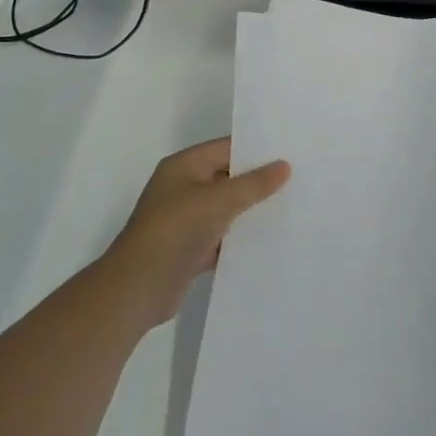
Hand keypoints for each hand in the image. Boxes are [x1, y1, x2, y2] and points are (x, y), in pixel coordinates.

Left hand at [105, 138, 289, 330]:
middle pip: (227, 177)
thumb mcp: (218, 200)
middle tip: (297, 179)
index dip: (256, 149)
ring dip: (251, 210)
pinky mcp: (191, 248)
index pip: (226, 148)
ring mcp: (186, 219)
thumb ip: (253, 184)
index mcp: (184, 166)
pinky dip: (241, 237)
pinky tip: (270, 238)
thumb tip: (284, 165)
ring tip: (291, 206)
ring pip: (227, 208)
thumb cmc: (176, 230)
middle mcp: (183, 188)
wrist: (138, 287)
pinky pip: (222, 236)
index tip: (290, 152)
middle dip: (258, 180)